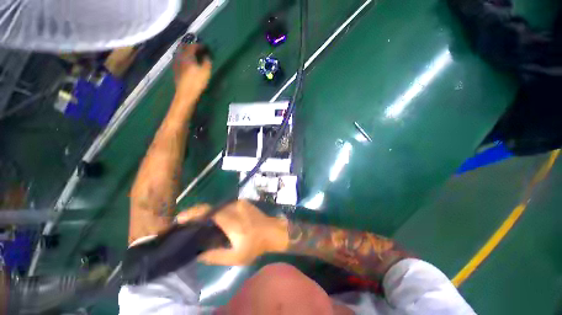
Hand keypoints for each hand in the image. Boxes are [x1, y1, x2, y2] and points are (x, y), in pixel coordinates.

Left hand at [173, 43, 211, 97]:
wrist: (185, 94)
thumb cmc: (196, 82)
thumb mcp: (205, 72)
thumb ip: (207, 62)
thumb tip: (207, 56)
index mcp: (187, 56)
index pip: (193, 46)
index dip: (199, 45)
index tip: (205, 47)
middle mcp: (180, 57)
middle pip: (184, 48)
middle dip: (191, 47)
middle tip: (198, 49)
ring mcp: (176, 64)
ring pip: (181, 54)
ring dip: (187, 53)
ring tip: (193, 55)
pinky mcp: (176, 71)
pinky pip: (179, 60)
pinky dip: (184, 59)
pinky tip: (188, 63)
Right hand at [176, 201, 288, 264]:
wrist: (273, 231)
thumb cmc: (256, 246)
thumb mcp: (236, 257)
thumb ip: (216, 256)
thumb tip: (198, 253)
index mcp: (232, 222)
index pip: (210, 213)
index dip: (194, 213)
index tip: (181, 219)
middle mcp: (235, 208)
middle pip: (211, 208)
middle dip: (198, 214)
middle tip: (188, 224)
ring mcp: (240, 203)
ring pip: (218, 207)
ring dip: (208, 213)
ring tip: (200, 223)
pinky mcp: (243, 202)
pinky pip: (226, 206)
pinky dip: (218, 212)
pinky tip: (216, 220)